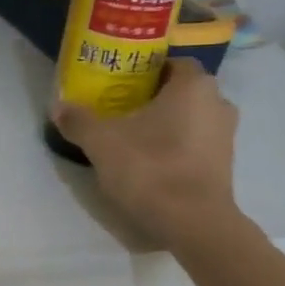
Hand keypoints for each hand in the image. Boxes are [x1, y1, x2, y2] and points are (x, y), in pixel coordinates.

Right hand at [53, 59, 241, 245]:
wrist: (192, 223)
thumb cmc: (150, 168)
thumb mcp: (101, 142)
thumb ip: (78, 120)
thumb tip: (58, 107)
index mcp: (194, 85)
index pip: (172, 62)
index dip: (146, 69)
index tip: (121, 82)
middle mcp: (218, 103)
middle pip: (181, 91)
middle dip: (153, 97)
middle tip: (120, 108)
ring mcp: (226, 136)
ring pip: (190, 118)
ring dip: (166, 123)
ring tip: (131, 136)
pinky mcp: (224, 165)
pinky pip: (196, 143)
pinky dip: (175, 146)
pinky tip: (149, 161)